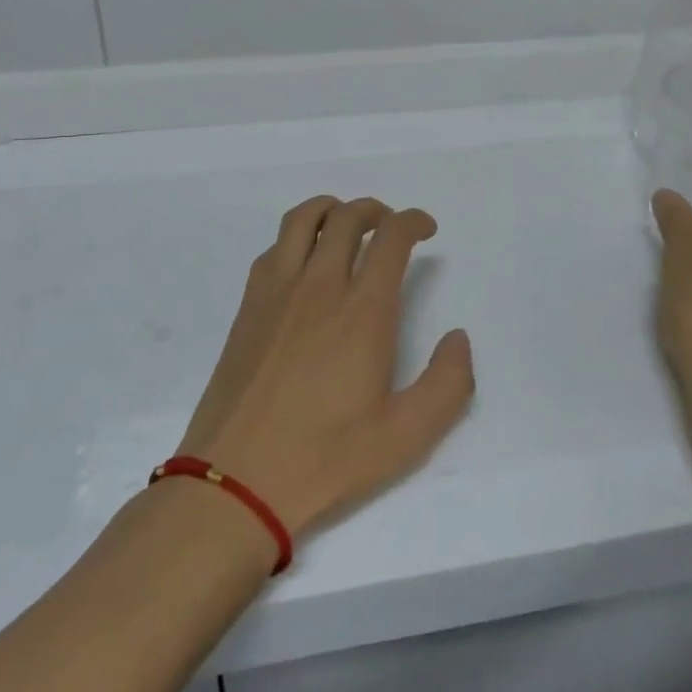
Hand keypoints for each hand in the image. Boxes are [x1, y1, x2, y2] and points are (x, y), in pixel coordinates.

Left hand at [177, 196, 474, 540]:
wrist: (233, 482)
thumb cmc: (324, 459)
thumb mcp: (405, 438)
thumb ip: (447, 385)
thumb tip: (458, 338)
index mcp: (363, 311)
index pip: (391, 237)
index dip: (413, 221)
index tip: (426, 229)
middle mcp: (320, 285)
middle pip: (348, 217)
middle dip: (377, 210)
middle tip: (391, 227)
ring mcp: (278, 290)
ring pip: (304, 218)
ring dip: (333, 209)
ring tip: (347, 225)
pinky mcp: (249, 304)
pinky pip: (275, 245)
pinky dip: (298, 234)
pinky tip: (306, 261)